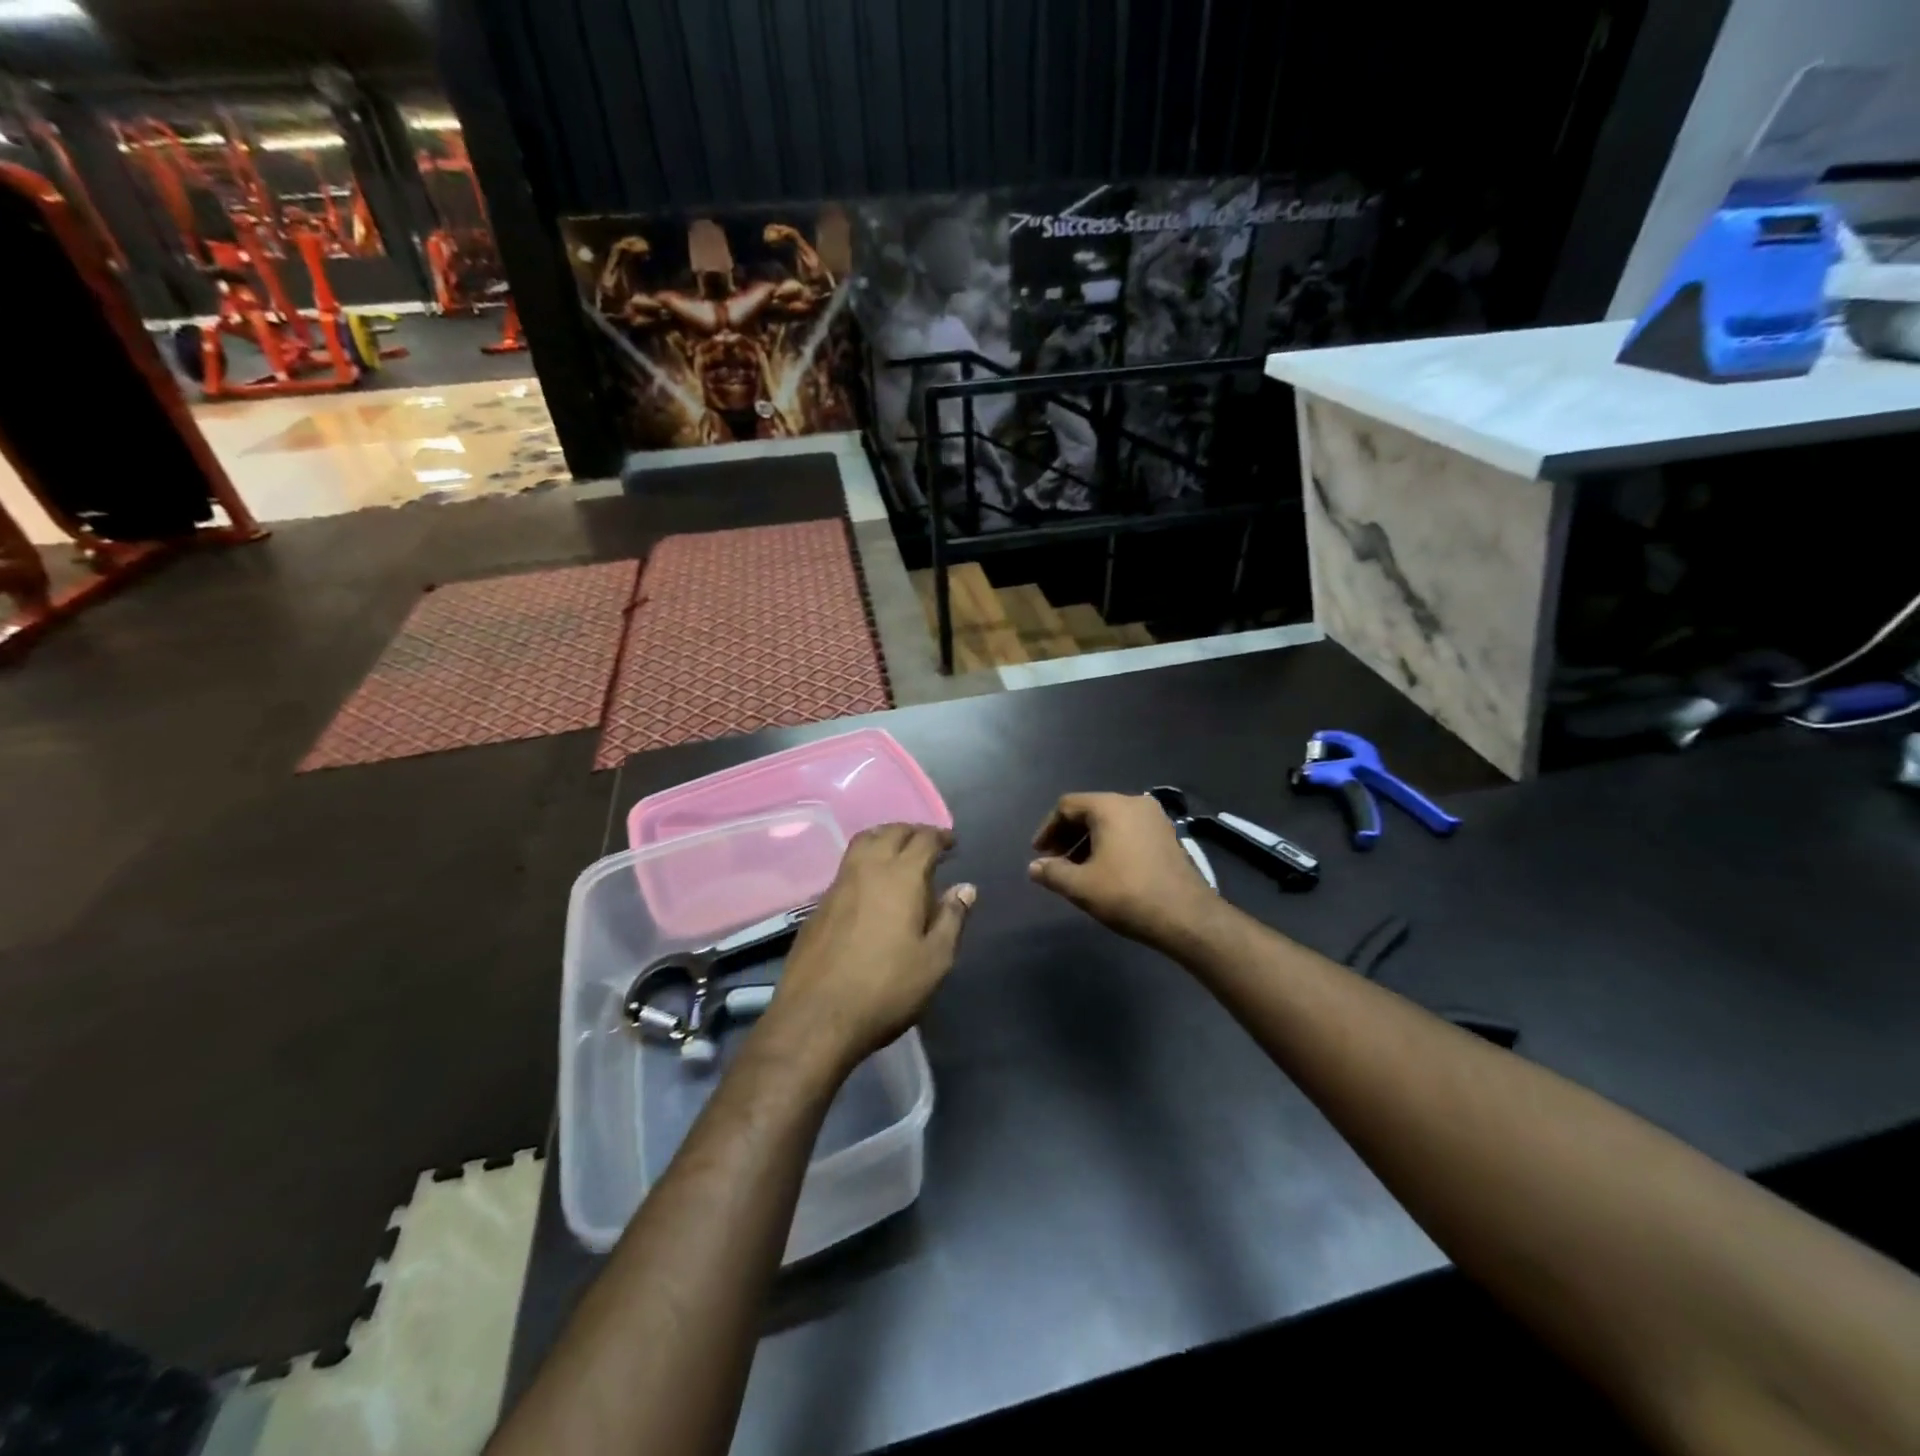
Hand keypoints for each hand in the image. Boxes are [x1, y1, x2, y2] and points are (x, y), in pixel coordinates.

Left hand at [763, 824, 974, 1074]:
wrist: (817, 1017)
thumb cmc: (886, 989)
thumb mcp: (934, 960)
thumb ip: (952, 918)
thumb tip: (965, 887)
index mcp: (901, 877)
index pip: (923, 840)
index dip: (940, 837)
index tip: (952, 843)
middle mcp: (867, 870)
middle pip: (890, 833)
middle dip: (912, 832)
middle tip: (928, 844)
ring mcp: (838, 885)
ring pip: (863, 843)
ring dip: (884, 838)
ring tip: (899, 853)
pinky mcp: (818, 905)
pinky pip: (847, 867)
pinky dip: (865, 861)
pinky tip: (871, 885)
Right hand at [1029, 792, 1217, 948]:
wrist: (1186, 917)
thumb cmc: (1128, 894)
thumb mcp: (1081, 887)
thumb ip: (1052, 873)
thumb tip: (1034, 867)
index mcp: (1110, 807)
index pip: (1067, 806)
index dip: (1048, 829)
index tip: (1039, 854)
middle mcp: (1134, 803)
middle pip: (1090, 811)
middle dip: (1068, 835)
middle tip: (1055, 861)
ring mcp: (1155, 819)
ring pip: (1110, 822)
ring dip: (1088, 842)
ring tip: (1077, 870)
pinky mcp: (1167, 836)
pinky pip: (1128, 831)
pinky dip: (1110, 844)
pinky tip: (1105, 870)